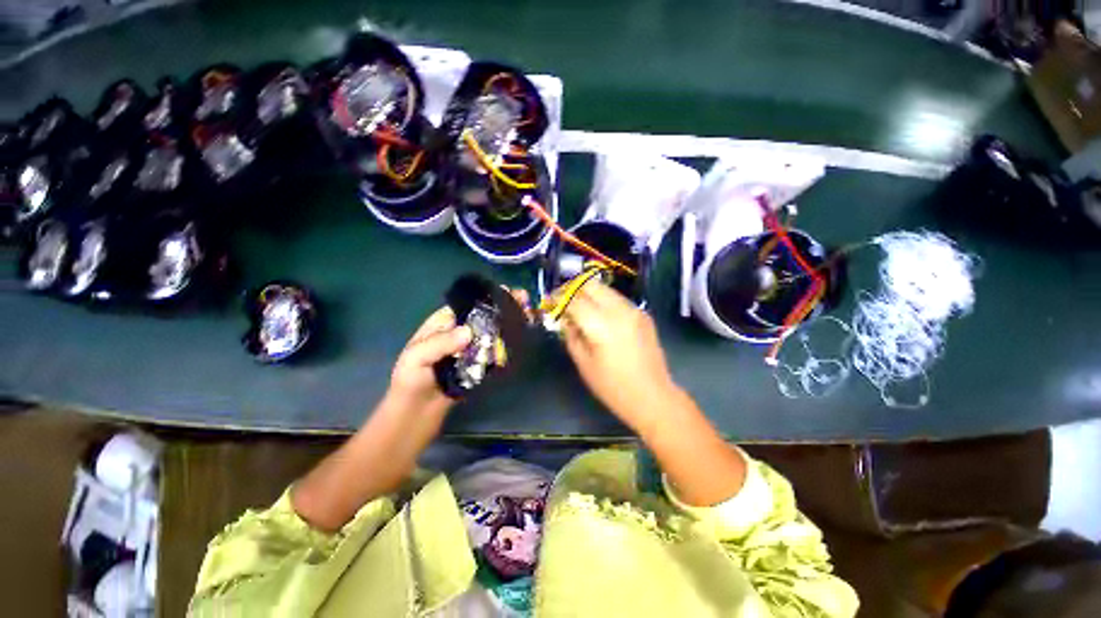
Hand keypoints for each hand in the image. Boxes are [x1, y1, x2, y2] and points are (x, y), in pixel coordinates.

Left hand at [386, 288, 530, 417]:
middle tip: (526, 305)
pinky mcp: (479, 366)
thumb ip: (440, 343)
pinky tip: (521, 342)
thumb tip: (468, 332)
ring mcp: (470, 350)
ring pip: (492, 334)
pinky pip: (494, 354)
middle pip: (485, 318)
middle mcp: (459, 334)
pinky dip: (507, 348)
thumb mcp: (417, 358)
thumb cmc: (410, 381)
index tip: (509, 292)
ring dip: (509, 326)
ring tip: (529, 319)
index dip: (488, 298)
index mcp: (443, 324)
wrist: (415, 415)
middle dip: (505, 310)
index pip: (469, 305)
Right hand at [561, 281, 677, 428]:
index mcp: (602, 325)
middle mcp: (619, 310)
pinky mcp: (643, 314)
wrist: (653, 396)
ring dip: (589, 293)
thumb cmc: (613, 387)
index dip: (558, 299)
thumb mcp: (584, 364)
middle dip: (573, 289)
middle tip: (563, 301)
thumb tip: (564, 319)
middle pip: (591, 285)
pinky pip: (618, 299)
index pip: (574, 300)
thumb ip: (571, 336)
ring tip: (580, 307)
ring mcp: (634, 310)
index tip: (549, 303)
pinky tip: (600, 317)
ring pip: (605, 288)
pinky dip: (604, 301)